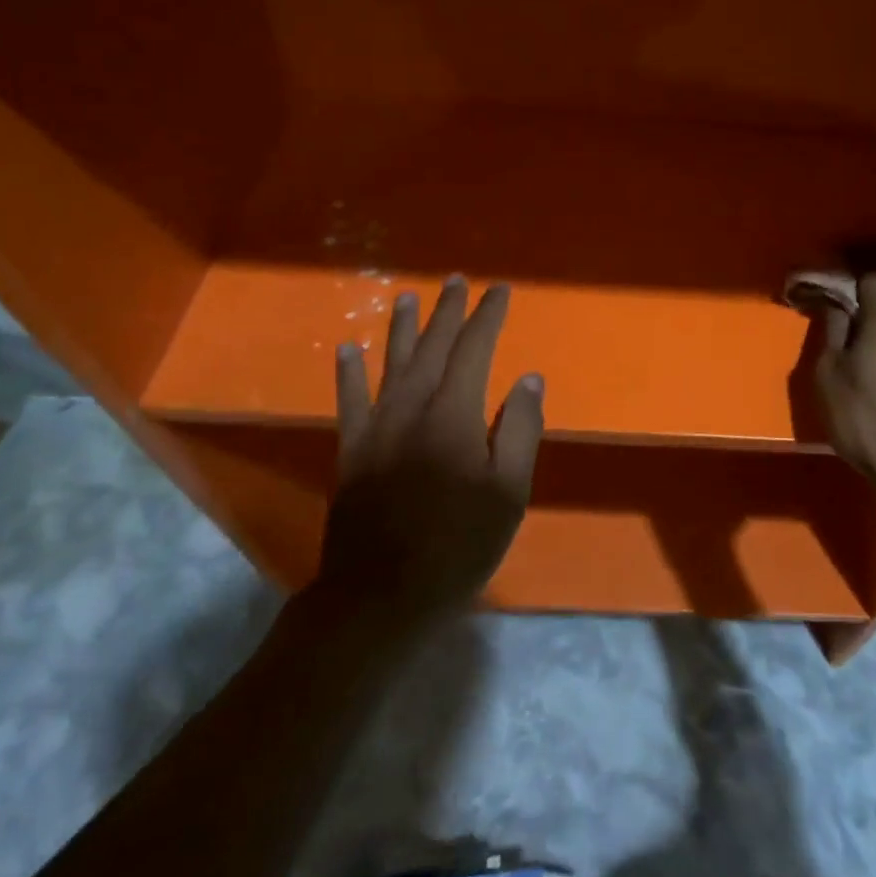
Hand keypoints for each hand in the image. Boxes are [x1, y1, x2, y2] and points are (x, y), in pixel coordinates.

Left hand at [315, 276, 544, 615]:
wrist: (382, 595)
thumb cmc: (458, 545)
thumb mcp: (508, 493)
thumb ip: (518, 430)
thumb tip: (528, 379)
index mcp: (453, 415)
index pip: (474, 350)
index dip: (487, 317)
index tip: (499, 291)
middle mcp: (411, 408)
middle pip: (431, 347)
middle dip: (446, 311)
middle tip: (456, 281)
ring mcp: (376, 428)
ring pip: (390, 364)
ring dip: (400, 328)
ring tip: (407, 296)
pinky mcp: (352, 451)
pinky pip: (349, 401)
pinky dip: (348, 373)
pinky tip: (347, 348)